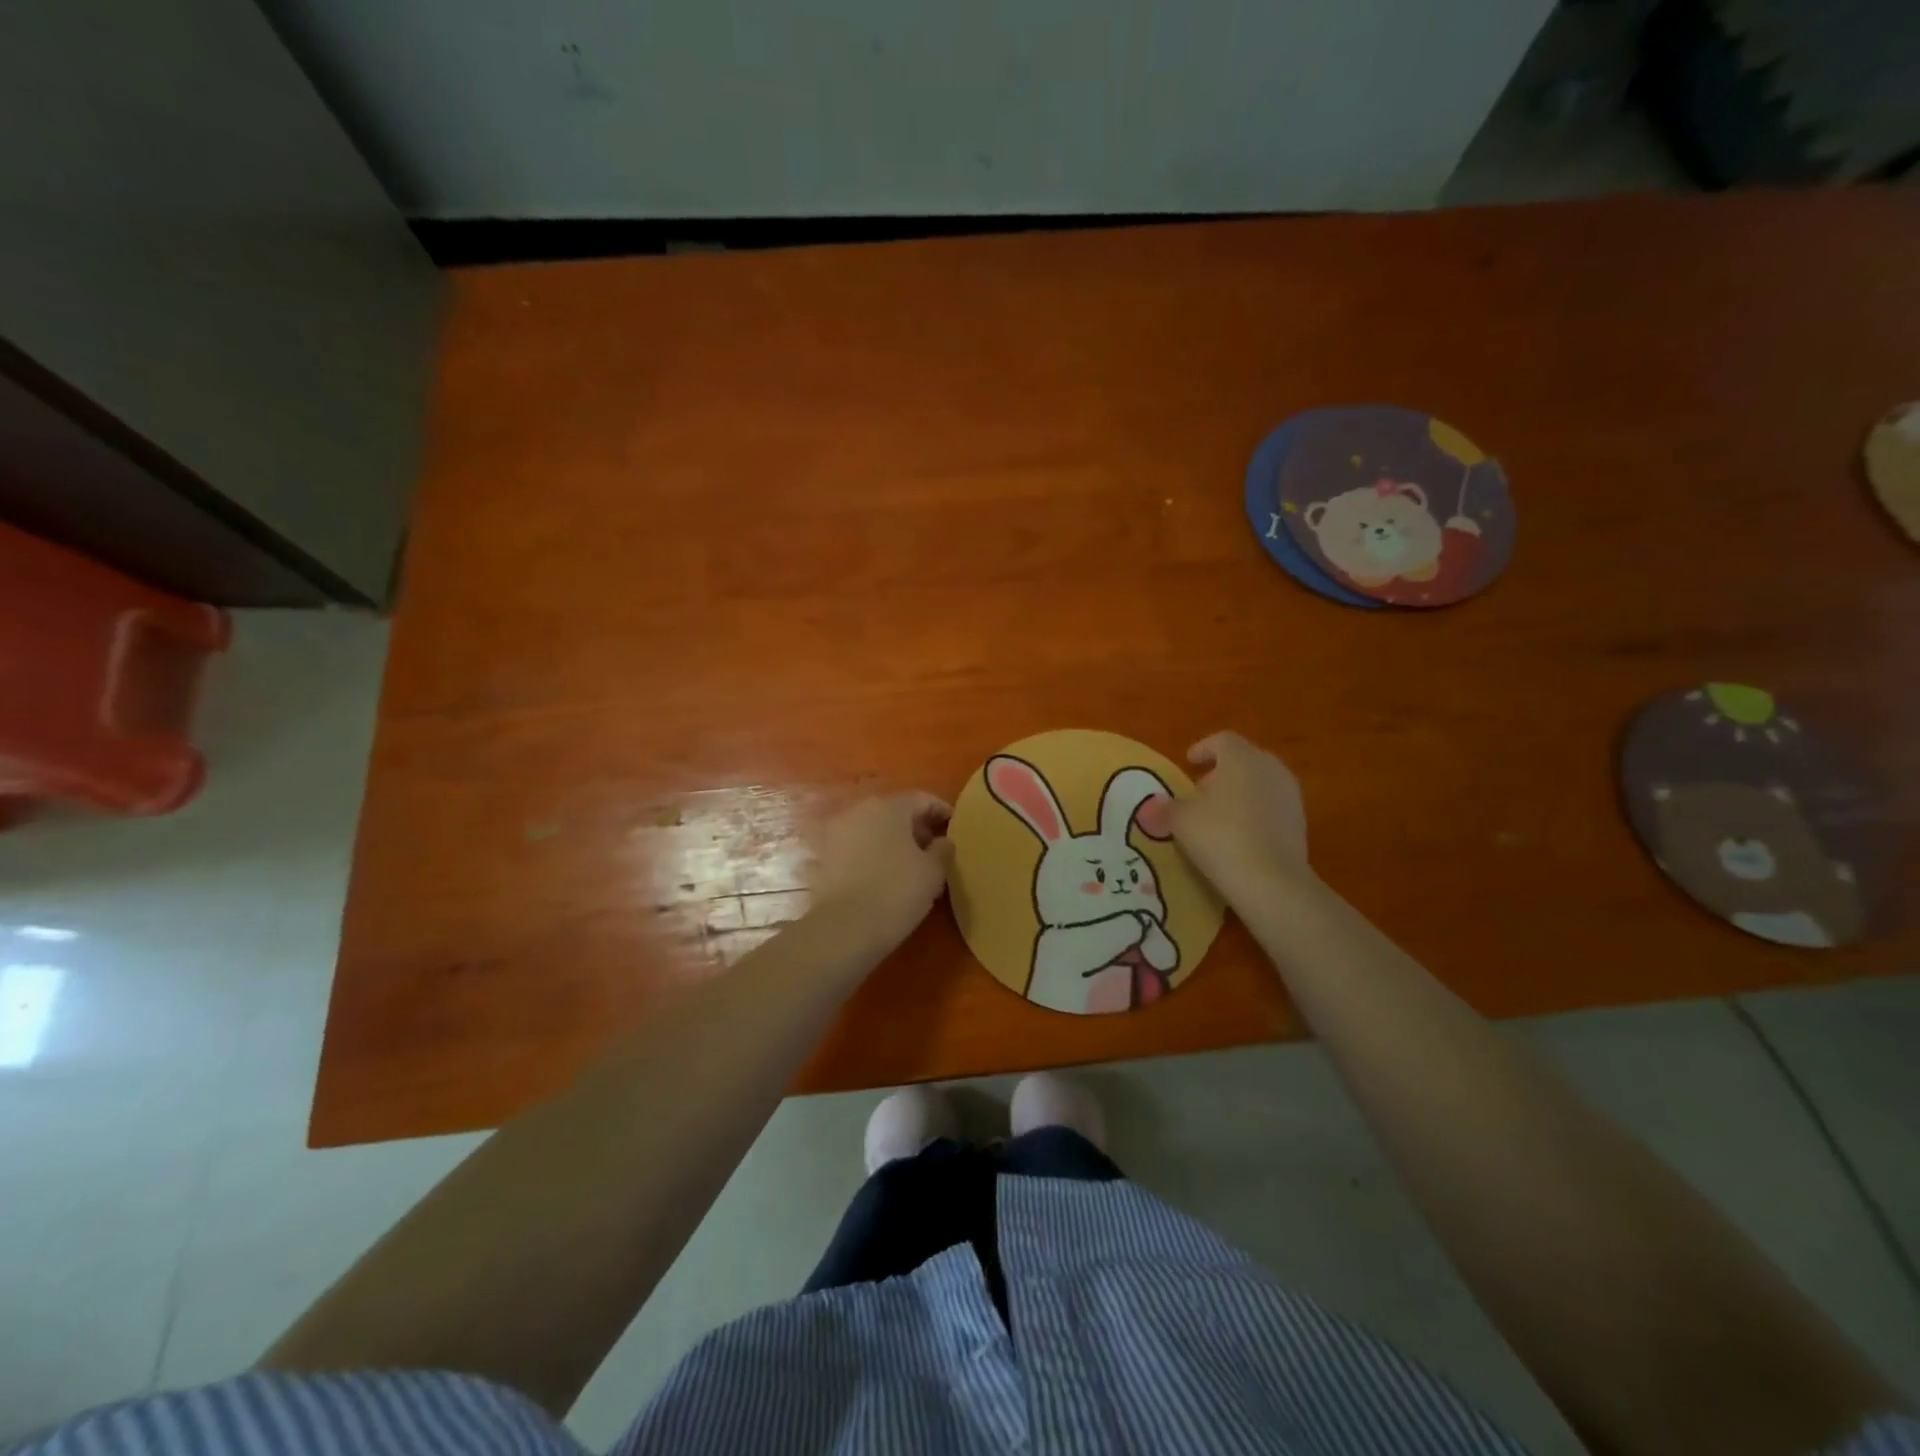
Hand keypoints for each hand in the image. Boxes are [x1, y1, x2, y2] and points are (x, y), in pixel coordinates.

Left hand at [807, 792, 952, 955]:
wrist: (843, 928)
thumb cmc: (896, 892)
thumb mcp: (933, 872)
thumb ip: (942, 849)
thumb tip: (942, 841)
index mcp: (889, 806)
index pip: (921, 799)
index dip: (941, 811)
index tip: (954, 826)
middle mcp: (859, 810)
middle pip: (894, 810)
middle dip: (915, 825)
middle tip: (933, 846)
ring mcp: (837, 831)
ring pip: (873, 827)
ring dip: (892, 839)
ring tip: (910, 862)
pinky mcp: (824, 855)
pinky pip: (856, 846)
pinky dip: (872, 852)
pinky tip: (884, 873)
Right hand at [1168, 731, 1310, 899]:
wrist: (1271, 881)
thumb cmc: (1220, 837)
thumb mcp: (1181, 821)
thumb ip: (1167, 808)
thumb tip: (1153, 807)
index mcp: (1242, 758)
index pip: (1223, 740)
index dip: (1203, 748)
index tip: (1189, 762)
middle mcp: (1271, 769)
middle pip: (1244, 760)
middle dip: (1221, 772)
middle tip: (1200, 791)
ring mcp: (1290, 796)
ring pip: (1259, 783)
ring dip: (1238, 793)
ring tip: (1216, 816)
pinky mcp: (1299, 823)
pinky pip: (1271, 807)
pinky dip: (1253, 813)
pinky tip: (1237, 836)